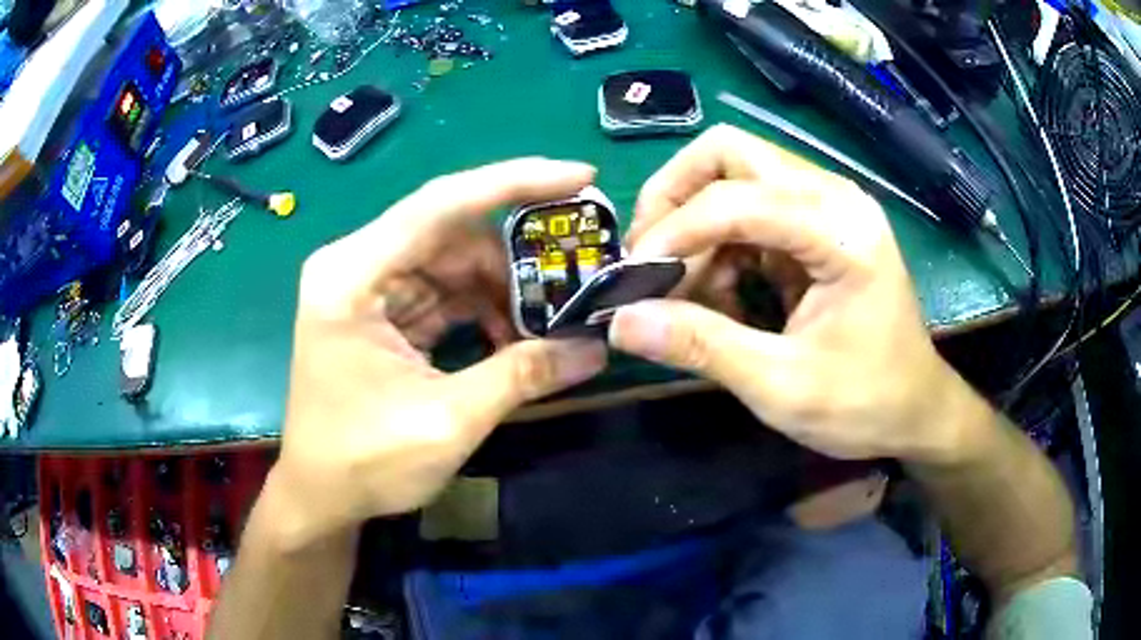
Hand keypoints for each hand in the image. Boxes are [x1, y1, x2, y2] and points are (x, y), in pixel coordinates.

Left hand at [272, 159, 607, 546]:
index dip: (516, 183)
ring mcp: (368, 287)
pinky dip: (483, 310)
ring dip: (504, 288)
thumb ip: (521, 376)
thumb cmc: (362, 463)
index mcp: (353, 275)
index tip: (581, 176)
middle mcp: (357, 265)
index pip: (442, 204)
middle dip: (518, 254)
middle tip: (580, 269)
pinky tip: (515, 337)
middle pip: (452, 232)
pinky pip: (444, 292)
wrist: (320, 497)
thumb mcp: (447, 422)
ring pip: (453, 263)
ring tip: (552, 318)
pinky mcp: (382, 312)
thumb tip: (595, 350)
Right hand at [611, 125, 974, 462]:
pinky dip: (717, 244)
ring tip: (682, 289)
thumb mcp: (782, 386)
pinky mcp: (815, 227)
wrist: (915, 412)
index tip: (633, 280)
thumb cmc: (865, 404)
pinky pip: (747, 210)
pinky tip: (715, 293)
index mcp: (841, 229)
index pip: (737, 198)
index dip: (674, 231)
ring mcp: (825, 207)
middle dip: (675, 197)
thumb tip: (621, 323)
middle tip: (648, 255)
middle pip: (730, 153)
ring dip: (694, 224)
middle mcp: (832, 198)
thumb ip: (702, 347)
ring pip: (733, 175)